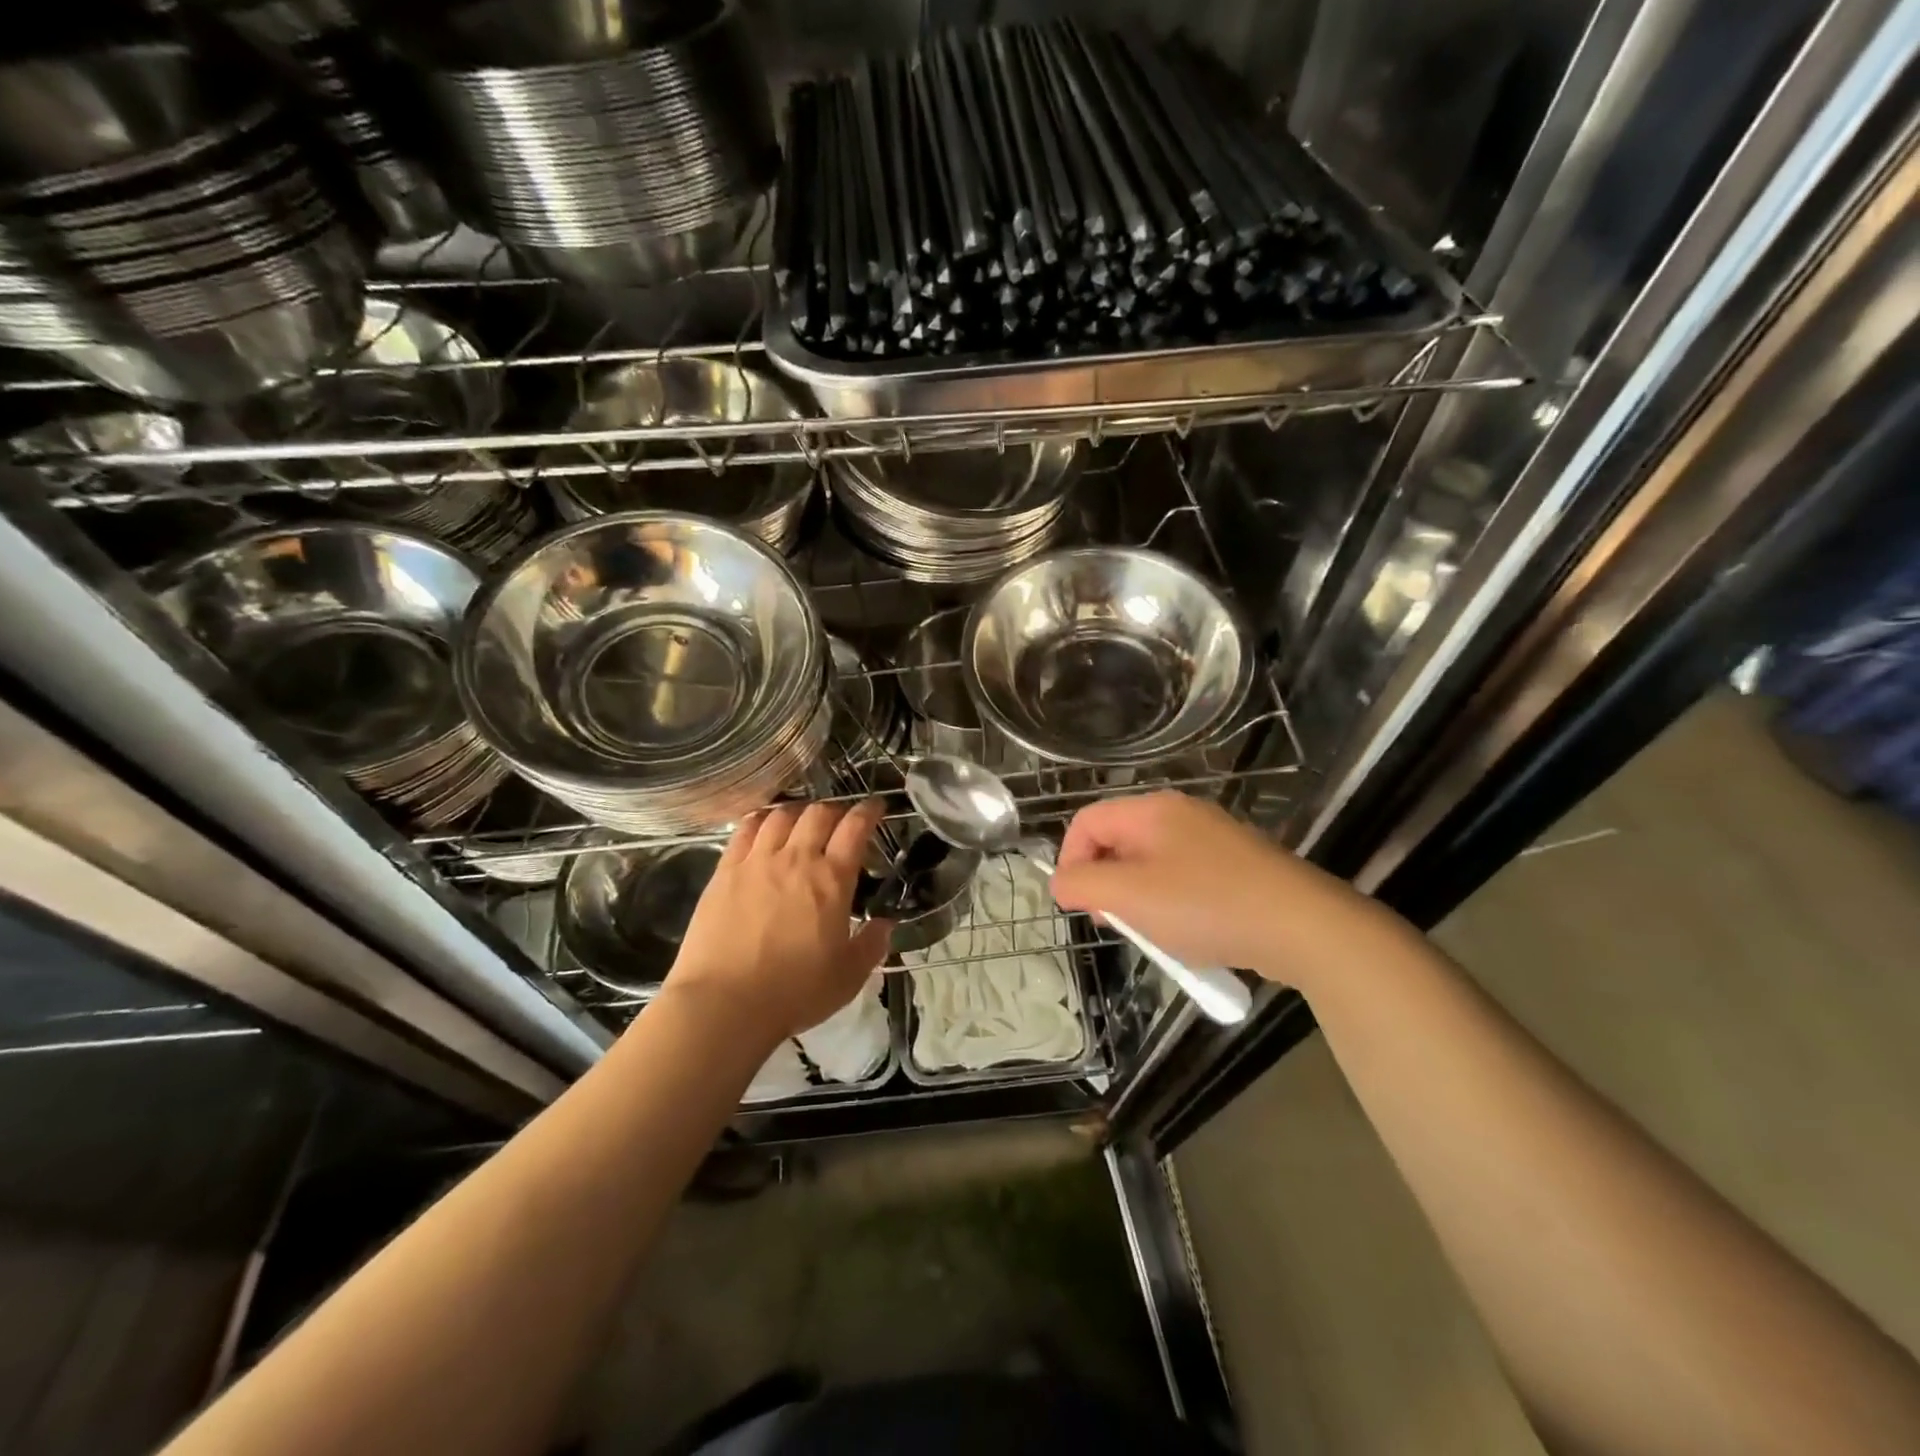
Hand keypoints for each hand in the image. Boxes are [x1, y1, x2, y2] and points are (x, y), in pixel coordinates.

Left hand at [662, 799, 892, 1046]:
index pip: (856, 828)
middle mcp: (796, 858)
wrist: (725, 1004)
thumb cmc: (795, 992)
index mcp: (832, 879)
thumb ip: (872, 945)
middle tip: (841, 820)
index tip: (877, 806)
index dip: (869, 811)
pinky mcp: (725, 871)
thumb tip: (885, 924)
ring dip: (798, 811)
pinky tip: (763, 824)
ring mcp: (757, 861)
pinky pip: (745, 830)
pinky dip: (760, 819)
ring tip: (802, 820)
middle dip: (835, 810)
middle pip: (818, 813)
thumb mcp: (849, 976)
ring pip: (781, 816)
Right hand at [1049, 792, 1400, 992]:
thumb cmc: (1206, 906)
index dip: (1070, 861)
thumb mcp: (1130, 897)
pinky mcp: (1238, 865)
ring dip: (1139, 900)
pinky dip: (1173, 904)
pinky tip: (1189, 935)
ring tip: (1154, 935)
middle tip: (1116, 924)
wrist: (1304, 927)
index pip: (1086, 822)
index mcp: (1151, 810)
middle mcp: (1181, 814)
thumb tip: (1062, 882)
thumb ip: (1083, 885)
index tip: (1078, 905)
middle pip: (1118, 841)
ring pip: (1151, 864)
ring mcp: (1213, 838)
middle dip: (1106, 884)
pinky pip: (1184, 878)